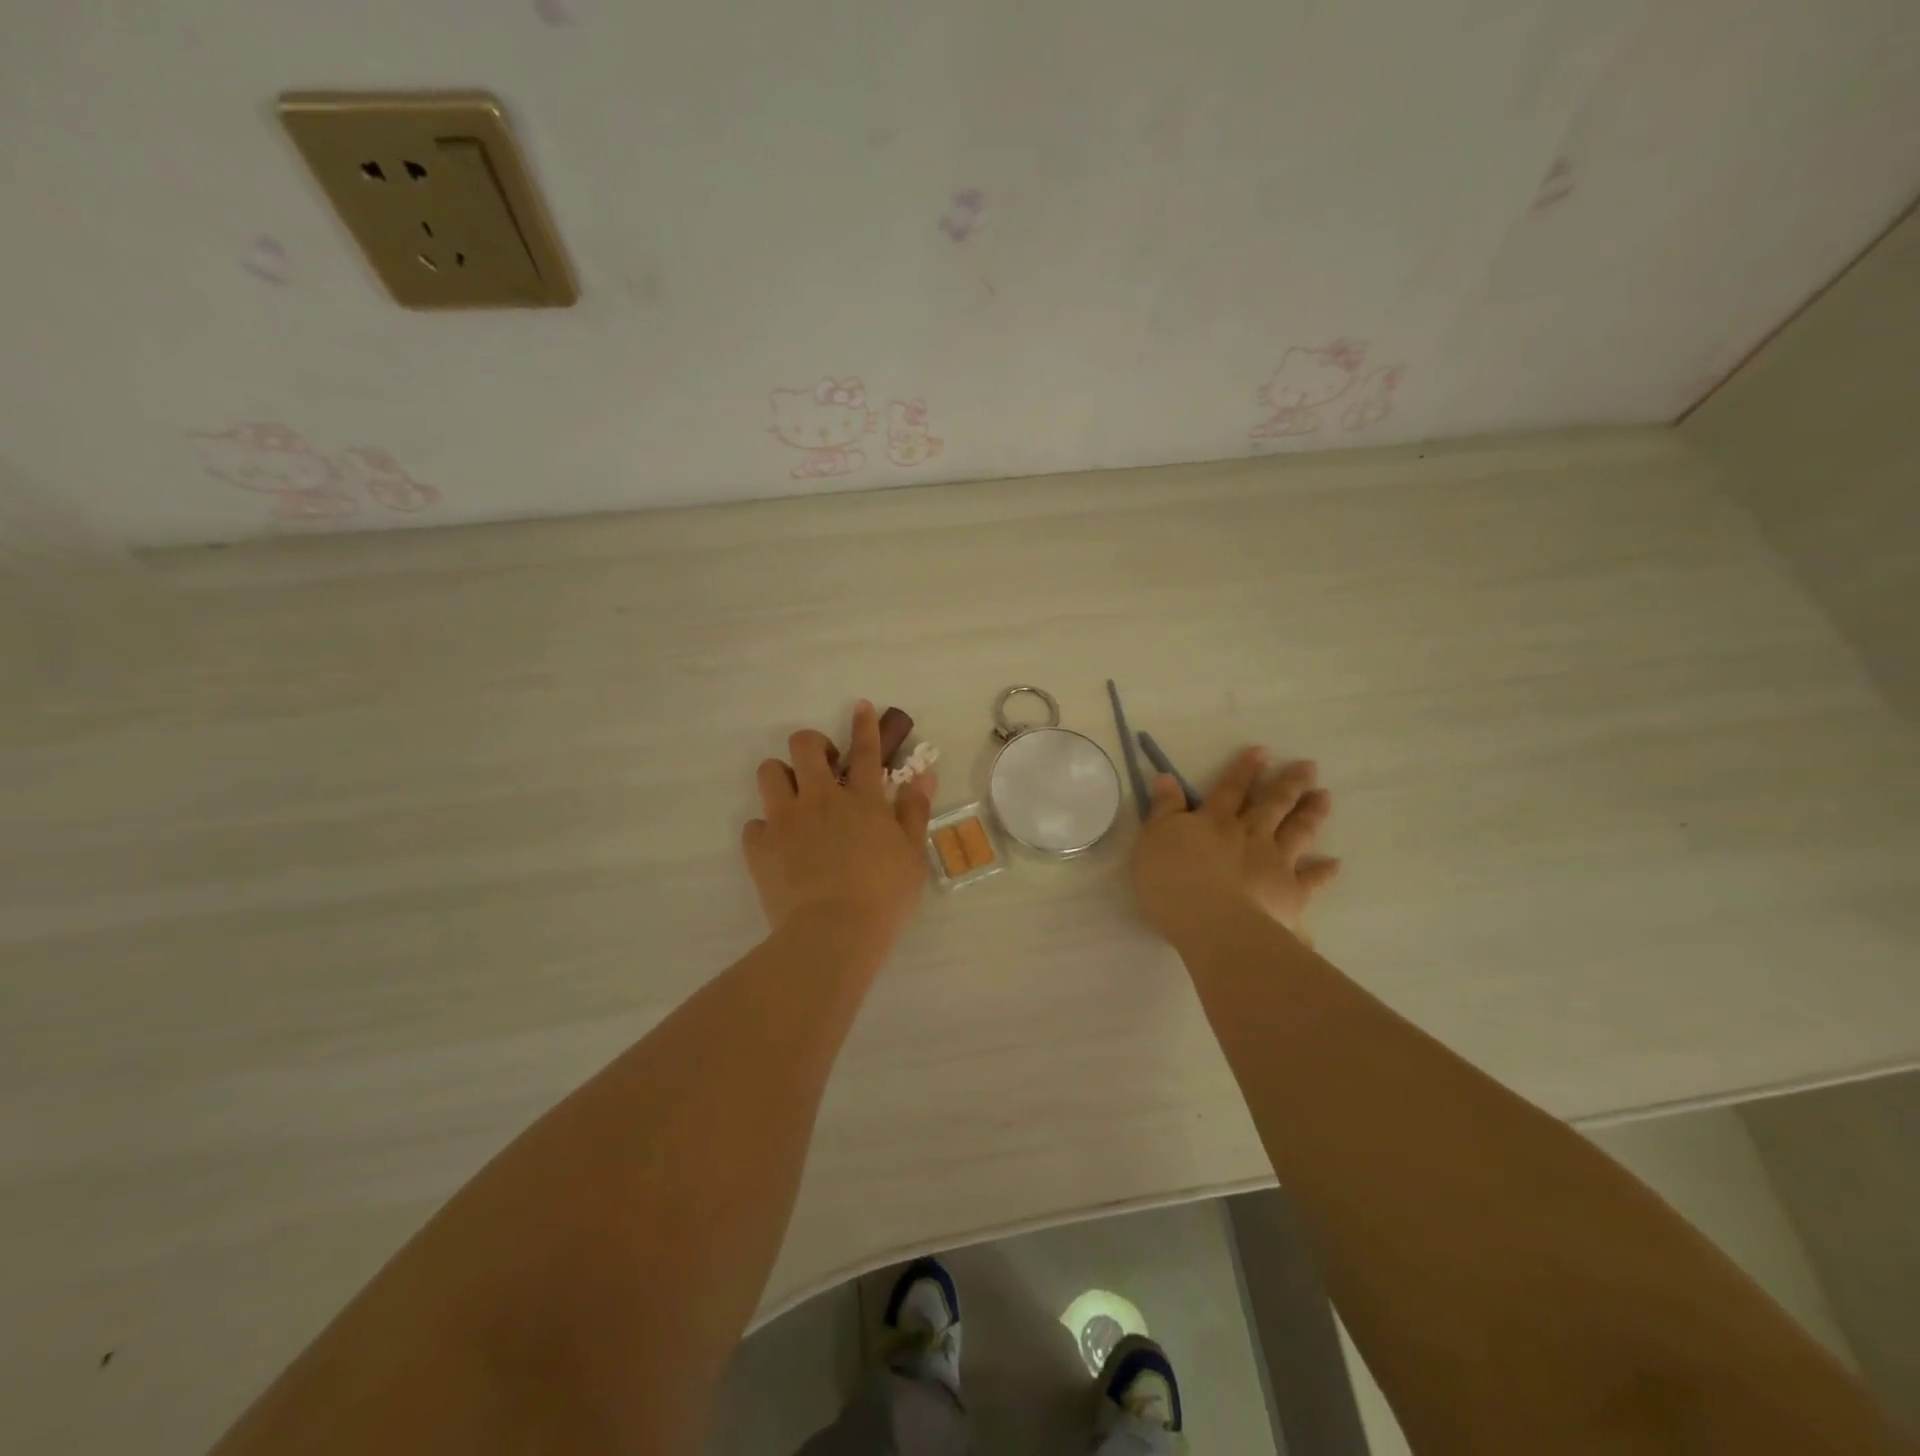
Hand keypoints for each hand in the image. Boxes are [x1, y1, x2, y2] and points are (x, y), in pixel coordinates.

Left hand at [742, 701, 937, 944]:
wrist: (833, 934)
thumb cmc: (884, 896)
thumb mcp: (913, 854)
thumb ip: (915, 811)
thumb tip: (924, 775)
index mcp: (862, 800)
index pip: (865, 750)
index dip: (864, 724)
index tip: (860, 705)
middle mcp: (820, 799)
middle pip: (804, 745)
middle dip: (812, 744)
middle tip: (823, 768)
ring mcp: (786, 820)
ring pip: (769, 772)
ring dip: (782, 778)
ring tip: (794, 800)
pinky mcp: (760, 847)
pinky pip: (754, 824)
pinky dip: (766, 830)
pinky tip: (779, 847)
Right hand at [1131, 750, 1339, 942]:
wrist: (1212, 922)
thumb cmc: (1173, 880)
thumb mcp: (1153, 838)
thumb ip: (1164, 808)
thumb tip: (1167, 776)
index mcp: (1215, 821)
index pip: (1230, 789)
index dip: (1245, 770)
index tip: (1263, 752)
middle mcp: (1249, 834)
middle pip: (1272, 804)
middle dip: (1288, 783)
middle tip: (1309, 766)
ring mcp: (1274, 862)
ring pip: (1296, 832)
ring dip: (1310, 813)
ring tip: (1324, 796)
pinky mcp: (1290, 892)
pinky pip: (1311, 879)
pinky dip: (1324, 871)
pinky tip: (1336, 863)